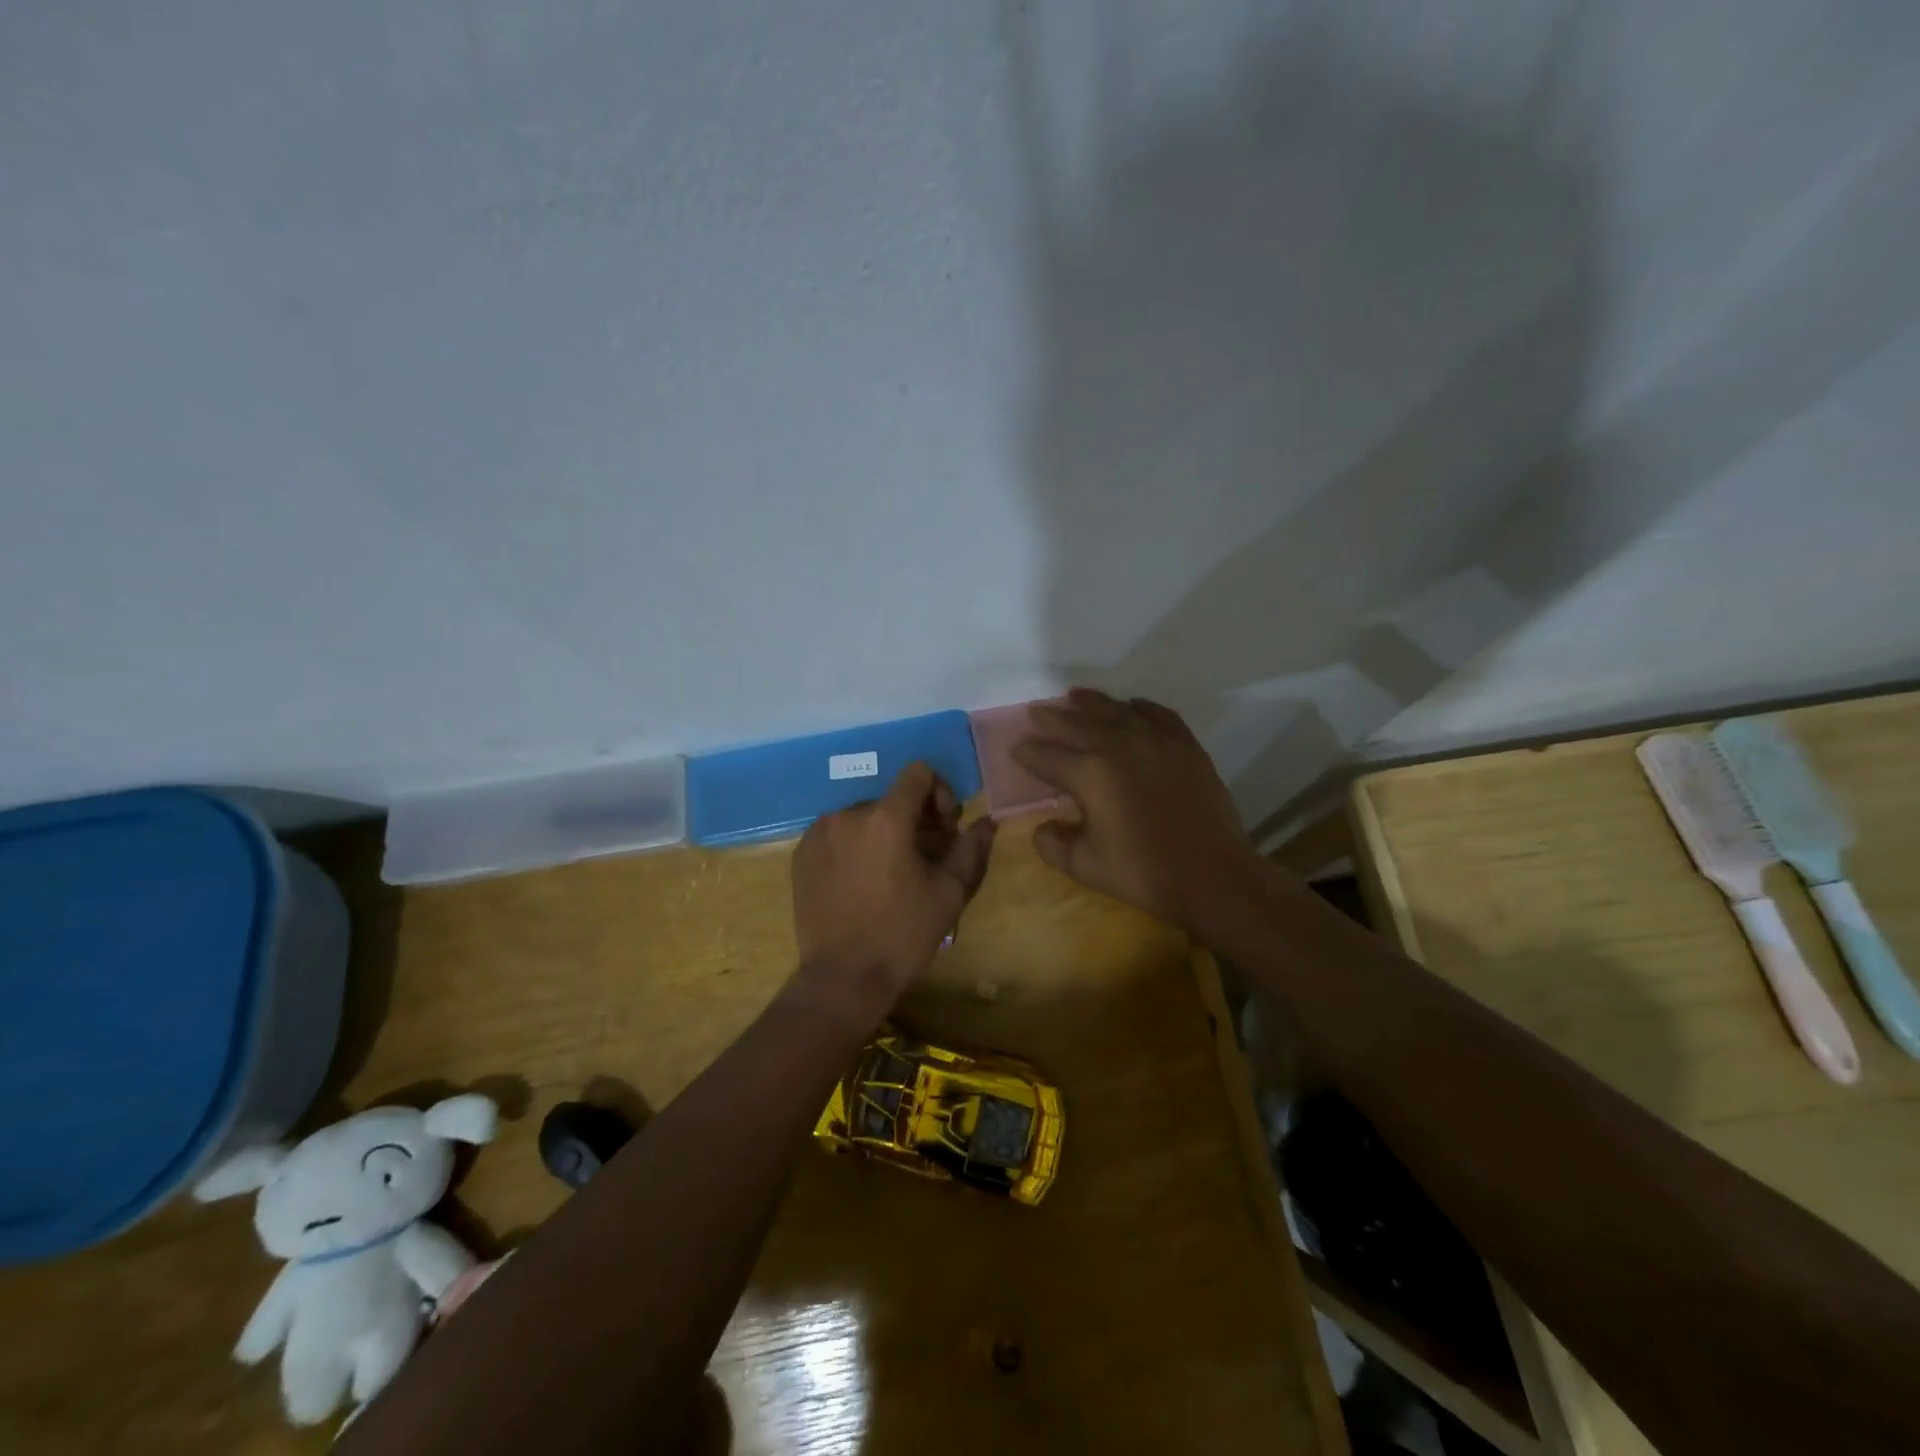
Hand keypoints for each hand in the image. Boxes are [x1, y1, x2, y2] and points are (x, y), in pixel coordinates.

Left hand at [790, 762, 996, 1018]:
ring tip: (890, 873)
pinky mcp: (801, 854)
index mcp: (887, 818)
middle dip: (913, 819)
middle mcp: (848, 814)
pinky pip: (836, 834)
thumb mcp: (950, 892)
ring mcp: (819, 833)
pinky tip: (860, 882)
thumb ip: (971, 848)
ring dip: (882, 833)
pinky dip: (854, 846)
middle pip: (891, 798)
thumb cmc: (904, 934)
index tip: (943, 828)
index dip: (938, 793)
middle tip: (923, 857)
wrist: (843, 979)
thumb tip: (986, 821)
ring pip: (863, 816)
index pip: (918, 773)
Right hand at [1012, 688, 1259, 934]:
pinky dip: (1140, 708)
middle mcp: (1119, 746)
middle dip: (1051, 719)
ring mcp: (1156, 741)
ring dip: (1090, 703)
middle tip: (1036, 712)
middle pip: (1076, 724)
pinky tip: (1131, 706)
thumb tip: (1043, 828)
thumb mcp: (1085, 866)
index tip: (1016, 748)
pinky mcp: (1185, 746)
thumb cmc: (1144, 873)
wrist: (1213, 876)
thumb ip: (1054, 844)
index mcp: (1090, 774)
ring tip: (1074, 696)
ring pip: (1115, 711)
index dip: (1028, 752)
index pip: (1048, 757)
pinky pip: (1158, 715)